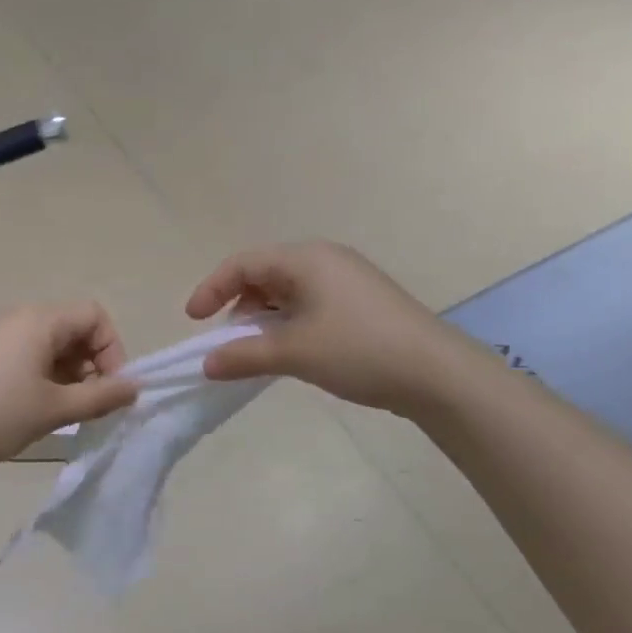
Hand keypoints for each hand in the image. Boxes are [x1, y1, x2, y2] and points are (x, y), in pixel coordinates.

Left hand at [0, 302, 138, 471]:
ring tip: (61, 413)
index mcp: (39, 320)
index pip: (94, 315)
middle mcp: (19, 316)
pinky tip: (32, 410)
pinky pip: (26, 354)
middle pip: (72, 329)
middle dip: (91, 366)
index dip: (112, 349)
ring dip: (67, 375)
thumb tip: (136, 387)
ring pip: (49, 345)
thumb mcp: (53, 409)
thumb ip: (99, 397)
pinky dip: (42, 377)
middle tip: (87, 407)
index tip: (109, 389)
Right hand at [185, 242, 454, 414]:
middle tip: (227, 339)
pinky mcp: (361, 302)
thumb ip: (244, 355)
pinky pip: (309, 303)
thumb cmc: (359, 350)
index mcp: (306, 259)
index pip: (244, 263)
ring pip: (287, 290)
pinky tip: (290, 350)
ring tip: (257, 349)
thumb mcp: (294, 353)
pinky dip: (288, 322)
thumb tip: (206, 364)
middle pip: (265, 273)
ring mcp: (347, 280)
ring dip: (263, 317)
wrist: (437, 373)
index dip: (212, 288)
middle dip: (238, 304)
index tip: (194, 320)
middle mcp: (325, 260)